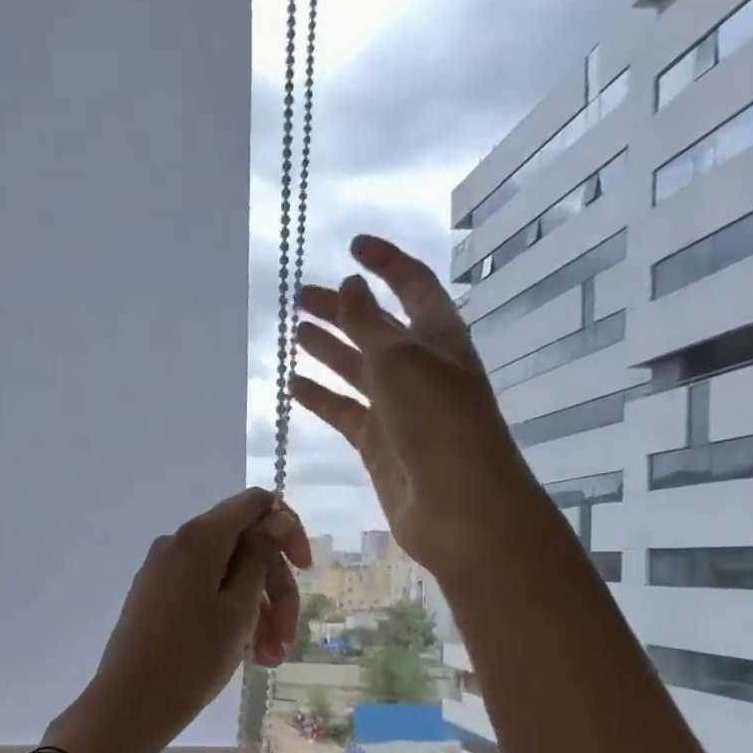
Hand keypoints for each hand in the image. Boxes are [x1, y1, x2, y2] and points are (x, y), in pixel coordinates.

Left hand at [47, 489, 311, 752]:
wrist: (129, 707)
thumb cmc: (191, 658)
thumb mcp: (238, 609)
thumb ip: (260, 557)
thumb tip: (276, 516)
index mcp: (199, 538)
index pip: (254, 504)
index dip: (287, 530)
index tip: (305, 570)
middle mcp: (178, 545)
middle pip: (243, 545)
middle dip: (275, 587)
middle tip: (289, 635)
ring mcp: (164, 572)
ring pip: (226, 576)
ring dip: (257, 610)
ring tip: (272, 658)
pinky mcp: (157, 599)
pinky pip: (204, 594)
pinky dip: (231, 617)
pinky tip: (250, 656)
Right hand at [291, 234, 538, 574]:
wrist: (459, 507)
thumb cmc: (438, 423)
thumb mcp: (400, 361)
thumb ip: (368, 323)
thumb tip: (348, 286)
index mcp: (438, 337)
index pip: (412, 284)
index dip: (385, 262)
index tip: (351, 245)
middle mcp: (419, 367)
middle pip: (375, 326)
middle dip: (341, 308)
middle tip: (298, 298)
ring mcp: (398, 408)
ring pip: (355, 368)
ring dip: (327, 349)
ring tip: (293, 333)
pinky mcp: (378, 443)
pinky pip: (343, 410)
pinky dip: (319, 396)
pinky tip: (293, 384)